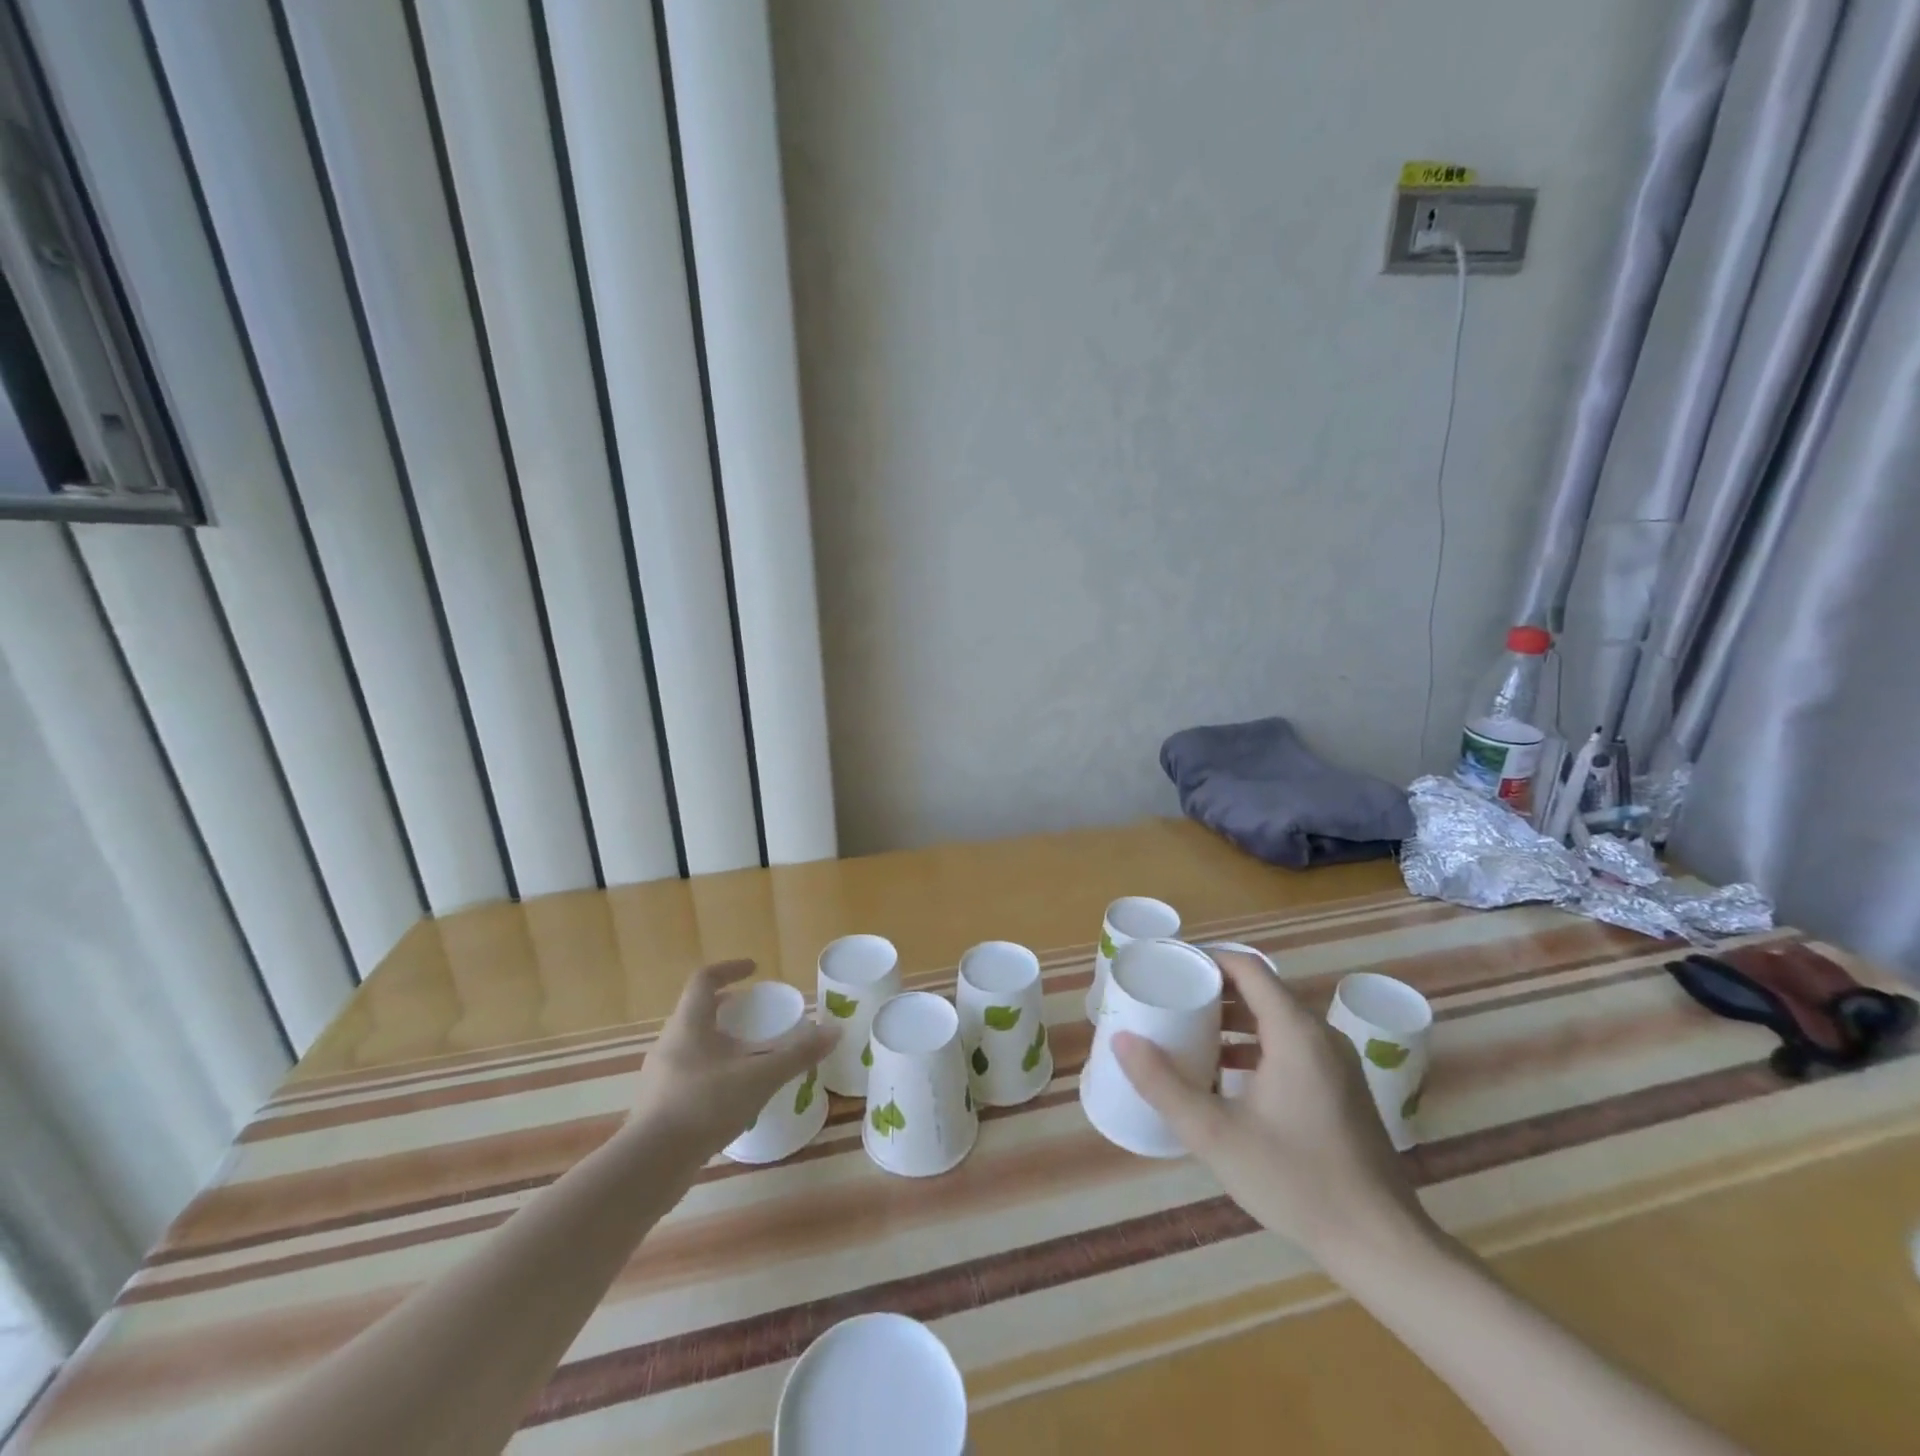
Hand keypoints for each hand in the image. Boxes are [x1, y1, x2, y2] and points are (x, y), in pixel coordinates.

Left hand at [631, 960, 837, 1155]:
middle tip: (754, 1015)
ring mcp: (658, 1077)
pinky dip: (709, 1073)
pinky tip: (729, 1096)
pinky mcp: (655, 1108)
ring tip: (745, 1056)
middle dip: (725, 1008)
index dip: (729, 969)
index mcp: (688, 1024)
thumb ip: (797, 1054)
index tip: (753, 969)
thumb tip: (835, 1031)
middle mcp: (668, 1044)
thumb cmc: (704, 1105)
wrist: (649, 1167)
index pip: (704, 980)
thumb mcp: (760, 1077)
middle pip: (696, 1012)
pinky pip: (686, 1076)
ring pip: (690, 1046)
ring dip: (717, 1042)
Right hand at [1113, 951, 1430, 1263]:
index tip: (1168, 968)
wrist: (1382, 1246)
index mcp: (1294, 1032)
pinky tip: (1225, 1079)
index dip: (1205, 960)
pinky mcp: (1342, 1090)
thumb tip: (1121, 1039)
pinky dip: (1254, 1047)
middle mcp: (1320, 1036)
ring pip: (1275, 1021)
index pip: (1246, 967)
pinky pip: (1290, 1047)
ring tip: (1189, 1037)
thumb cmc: (1296, 1181)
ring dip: (1232, 1022)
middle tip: (1169, 1002)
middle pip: (1260, 991)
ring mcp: (1336, 1064)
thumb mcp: (1216, 1134)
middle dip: (1212, 992)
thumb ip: (1163, 1085)